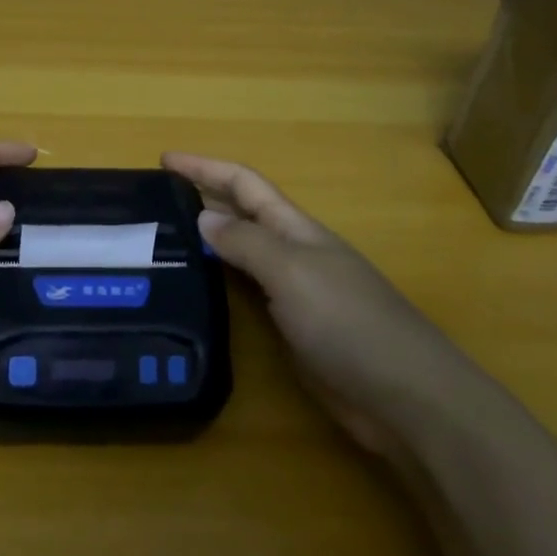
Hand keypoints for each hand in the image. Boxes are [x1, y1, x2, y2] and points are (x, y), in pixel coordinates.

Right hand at [162, 152, 478, 455]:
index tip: (163, 159)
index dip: (205, 167)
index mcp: (295, 229)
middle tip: (151, 202)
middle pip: (241, 213)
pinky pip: (246, 293)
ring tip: (161, 241)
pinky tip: (196, 291)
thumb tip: (203, 217)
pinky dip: (218, 283)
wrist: (404, 396)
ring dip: (206, 240)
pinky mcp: (291, 329)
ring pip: (241, 253)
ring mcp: (293, 291)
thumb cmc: (349, 322)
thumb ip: (247, 242)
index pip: (243, 184)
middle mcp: (292, 252)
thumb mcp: (292, 272)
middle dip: (201, 198)